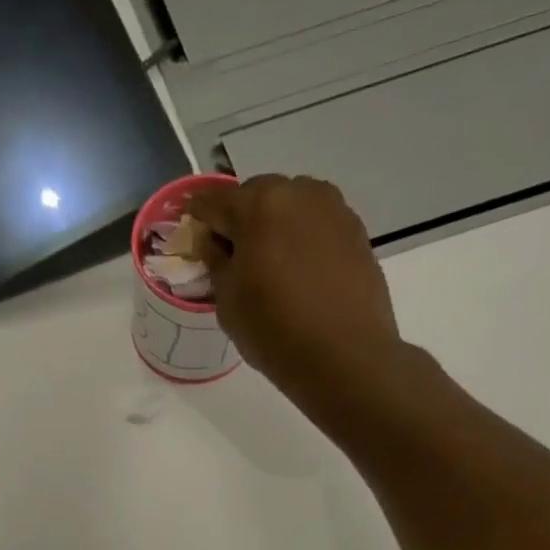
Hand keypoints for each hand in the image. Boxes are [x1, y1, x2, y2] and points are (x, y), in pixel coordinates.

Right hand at [188, 175, 400, 405]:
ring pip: (290, 205)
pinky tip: (298, 271)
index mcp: (258, 205)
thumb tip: (213, 242)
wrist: (344, 356)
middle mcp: (298, 193)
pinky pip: (316, 223)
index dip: (198, 219)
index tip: (193, 239)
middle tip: (232, 255)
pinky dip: (300, 238)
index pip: (213, 201)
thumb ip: (216, 261)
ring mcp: (333, 208)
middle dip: (239, 219)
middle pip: (256, 195)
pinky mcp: (356, 230)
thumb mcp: (227, 299)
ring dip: (273, 225)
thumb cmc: (273, 330)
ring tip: (268, 263)